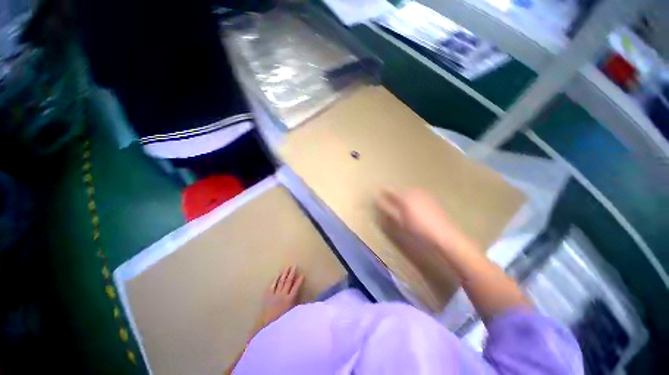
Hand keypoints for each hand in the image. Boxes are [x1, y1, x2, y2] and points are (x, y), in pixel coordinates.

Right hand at [375, 188, 476, 259]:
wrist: (444, 234)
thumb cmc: (419, 228)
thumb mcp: (399, 220)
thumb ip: (387, 208)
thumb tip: (376, 200)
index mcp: (405, 195)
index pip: (389, 189)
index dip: (382, 193)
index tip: (377, 197)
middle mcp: (414, 191)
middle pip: (399, 190)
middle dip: (392, 196)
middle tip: (388, 204)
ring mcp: (424, 193)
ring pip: (407, 193)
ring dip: (402, 198)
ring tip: (400, 208)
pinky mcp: (431, 198)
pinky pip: (415, 195)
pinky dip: (411, 200)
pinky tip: (413, 209)